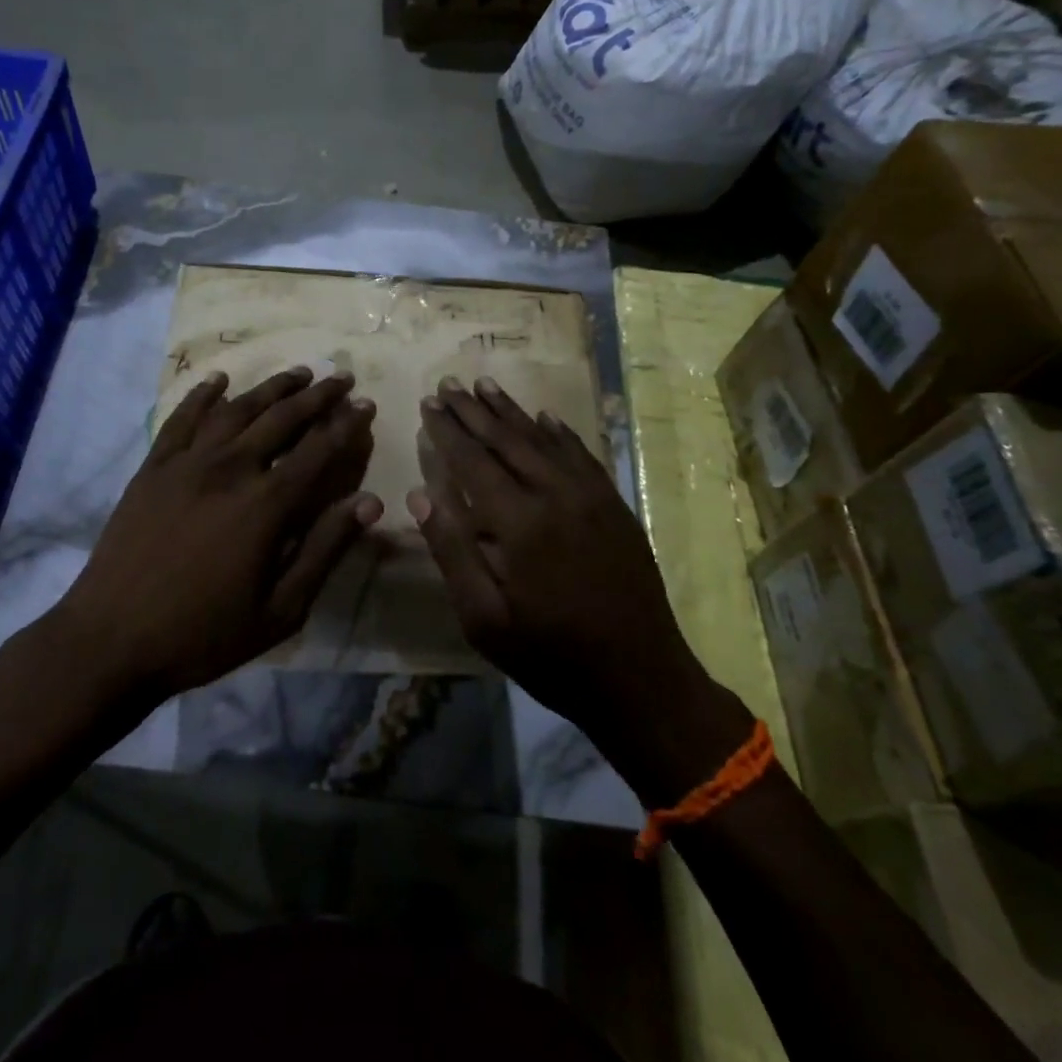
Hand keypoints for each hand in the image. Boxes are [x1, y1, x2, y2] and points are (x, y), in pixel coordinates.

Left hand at [52, 366, 381, 700]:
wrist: (111, 639)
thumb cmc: (203, 633)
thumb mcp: (280, 609)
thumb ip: (325, 549)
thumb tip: (369, 503)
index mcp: (266, 505)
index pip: (318, 451)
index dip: (346, 425)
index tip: (367, 404)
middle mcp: (230, 469)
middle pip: (282, 419)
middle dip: (317, 396)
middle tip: (340, 377)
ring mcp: (186, 463)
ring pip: (237, 409)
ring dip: (271, 388)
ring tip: (297, 373)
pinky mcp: (153, 467)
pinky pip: (181, 418)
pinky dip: (203, 395)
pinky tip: (218, 380)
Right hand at [409, 377, 750, 801]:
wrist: (641, 679)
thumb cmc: (550, 655)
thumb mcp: (484, 619)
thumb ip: (452, 552)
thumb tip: (420, 494)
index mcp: (518, 522)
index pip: (472, 461)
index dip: (448, 431)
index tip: (428, 403)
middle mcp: (556, 495)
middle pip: (506, 440)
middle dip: (474, 410)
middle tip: (449, 383)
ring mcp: (592, 497)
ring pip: (543, 440)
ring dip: (511, 411)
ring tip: (485, 385)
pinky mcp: (615, 506)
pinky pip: (582, 455)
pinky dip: (559, 432)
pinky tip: (545, 417)